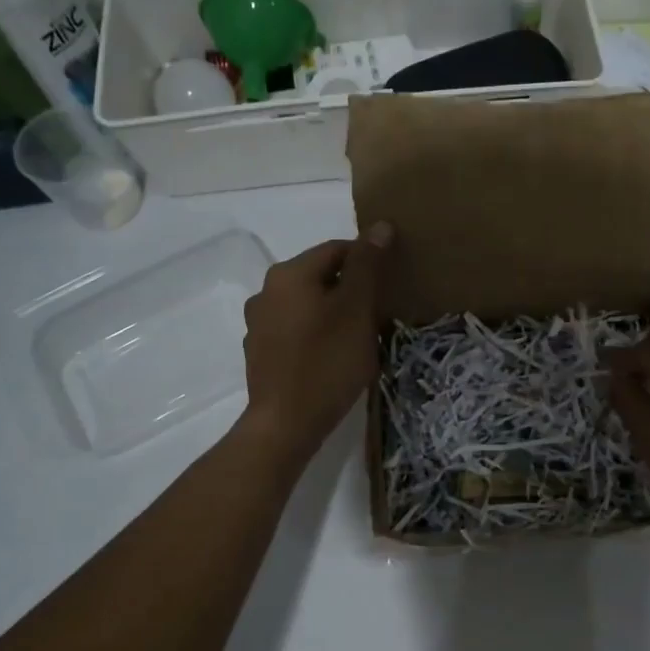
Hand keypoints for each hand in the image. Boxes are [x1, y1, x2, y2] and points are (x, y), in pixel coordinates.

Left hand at [239, 223, 391, 463]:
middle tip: (379, 314)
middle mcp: (266, 291)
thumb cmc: (327, 362)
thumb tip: (379, 226)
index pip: (337, 250)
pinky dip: (316, 333)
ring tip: (359, 337)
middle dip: (351, 289)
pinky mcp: (260, 352)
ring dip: (334, 312)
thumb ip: (367, 266)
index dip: (369, 262)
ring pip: (307, 304)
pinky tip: (332, 356)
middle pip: (320, 276)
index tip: (391, 285)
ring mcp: (258, 323)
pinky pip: (295, 330)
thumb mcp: (356, 310)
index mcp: (289, 274)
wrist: (286, 424)